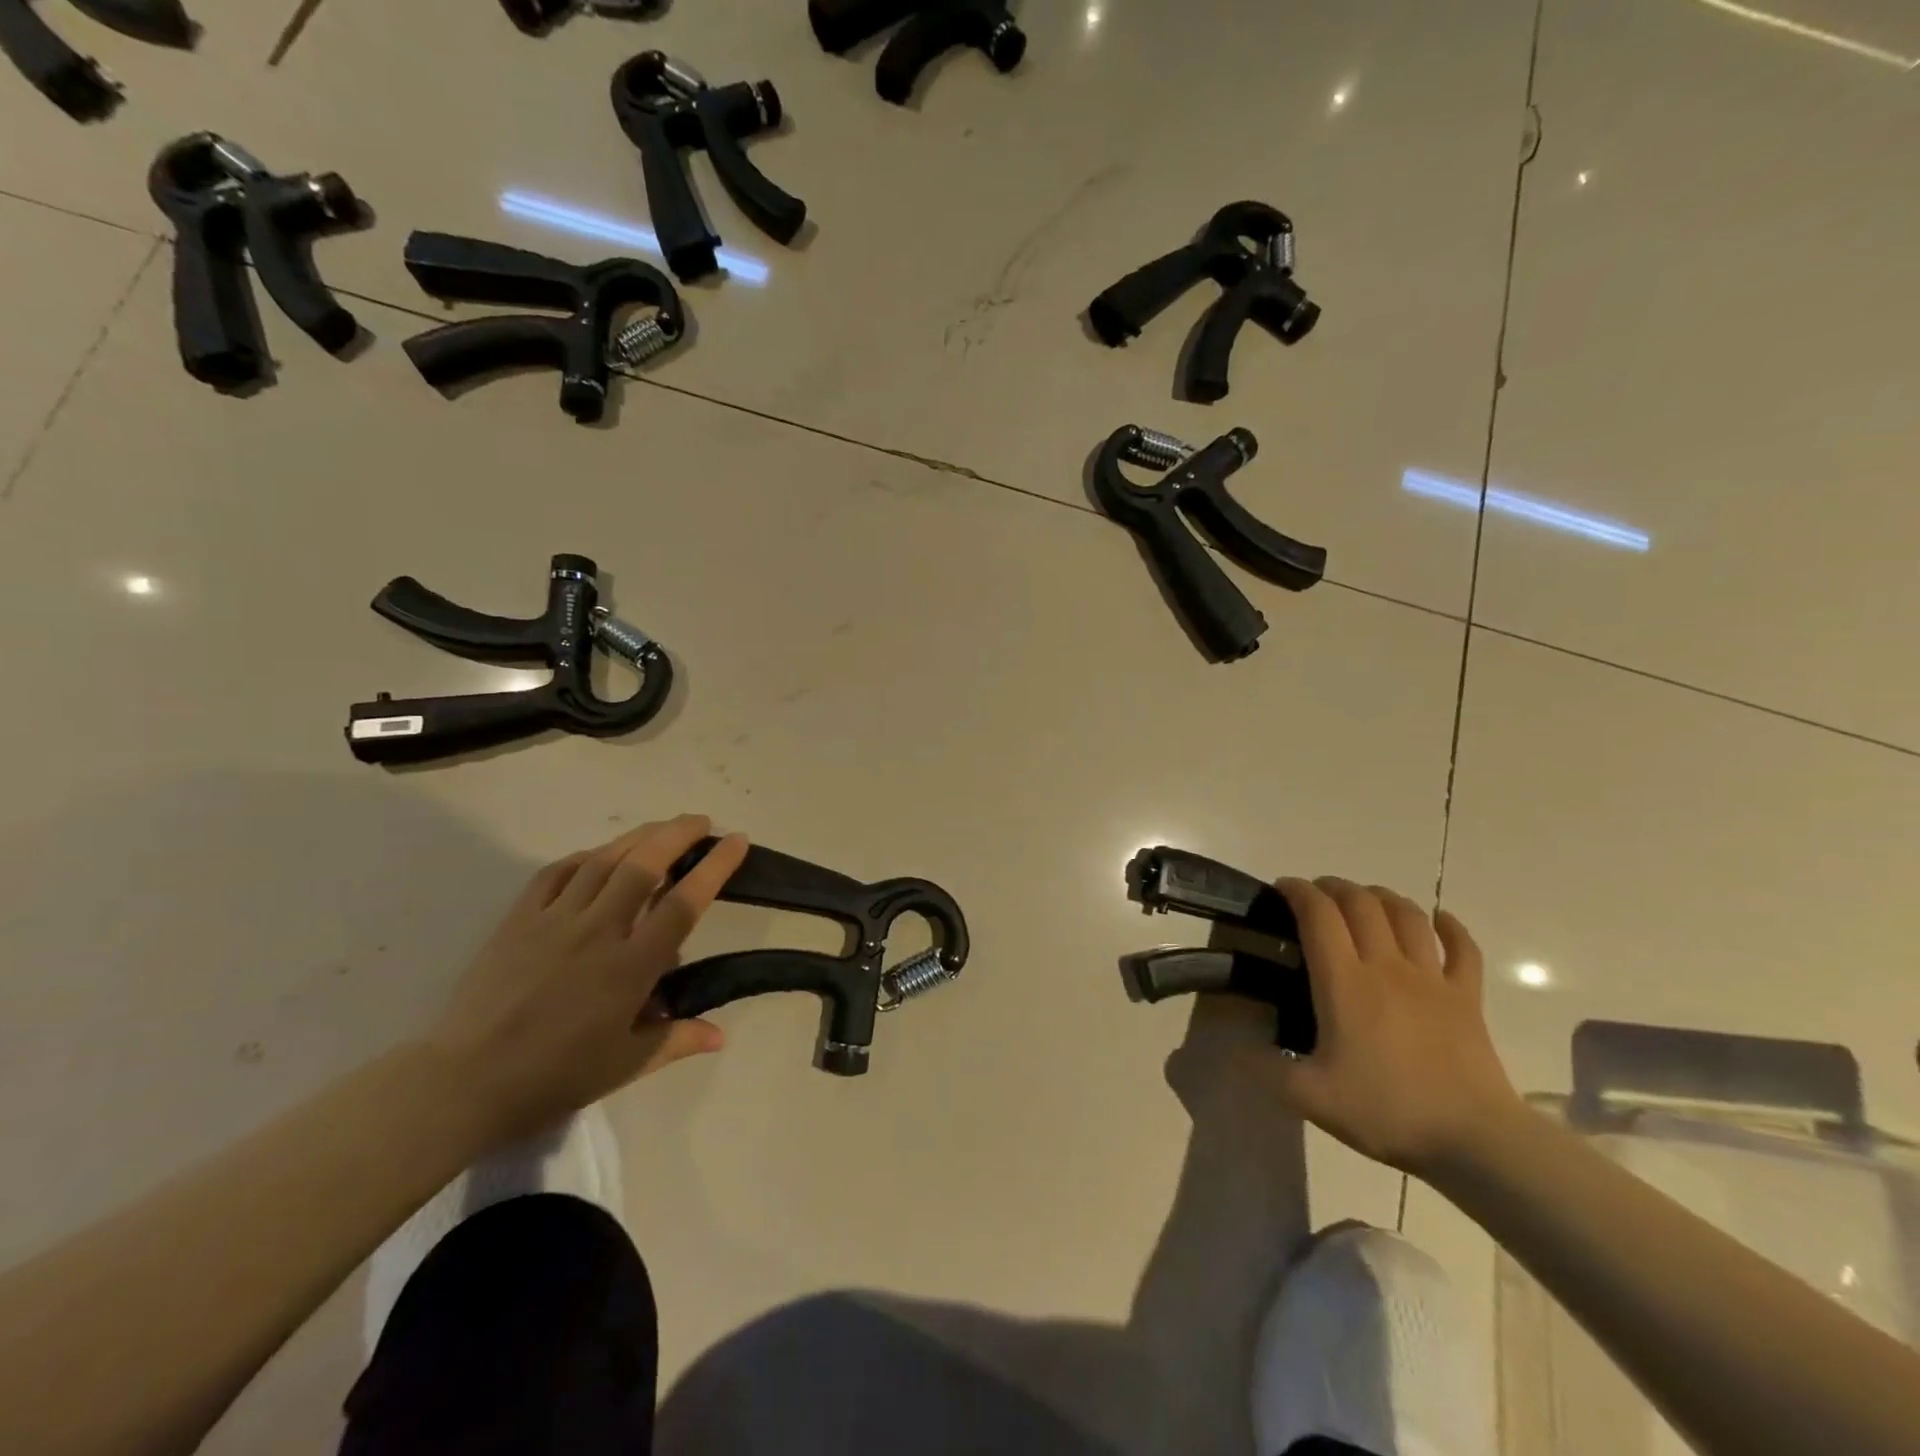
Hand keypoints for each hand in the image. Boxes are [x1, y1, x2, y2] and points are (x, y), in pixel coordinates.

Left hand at [423, 815, 748, 1144]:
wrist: (462, 1083)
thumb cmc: (553, 1077)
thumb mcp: (624, 1066)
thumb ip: (676, 1040)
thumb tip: (721, 1035)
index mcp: (631, 966)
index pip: (683, 903)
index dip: (715, 866)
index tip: (737, 840)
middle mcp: (599, 931)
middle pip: (644, 864)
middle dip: (678, 833)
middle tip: (701, 821)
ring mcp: (555, 920)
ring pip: (603, 860)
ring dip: (638, 836)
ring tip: (661, 828)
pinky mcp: (519, 919)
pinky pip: (557, 873)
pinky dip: (585, 857)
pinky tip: (598, 856)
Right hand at [1259, 877, 1521, 1175]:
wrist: (1475, 1141)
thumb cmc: (1387, 1112)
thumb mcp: (1309, 1097)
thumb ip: (1265, 1067)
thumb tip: (1234, 1046)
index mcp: (1345, 982)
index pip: (1319, 915)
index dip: (1298, 892)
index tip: (1281, 889)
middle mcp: (1386, 966)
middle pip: (1361, 903)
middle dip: (1334, 887)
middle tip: (1316, 894)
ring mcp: (1431, 979)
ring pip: (1407, 915)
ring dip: (1382, 896)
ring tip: (1364, 899)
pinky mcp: (1467, 998)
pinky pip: (1463, 949)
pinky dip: (1450, 927)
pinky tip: (1439, 920)